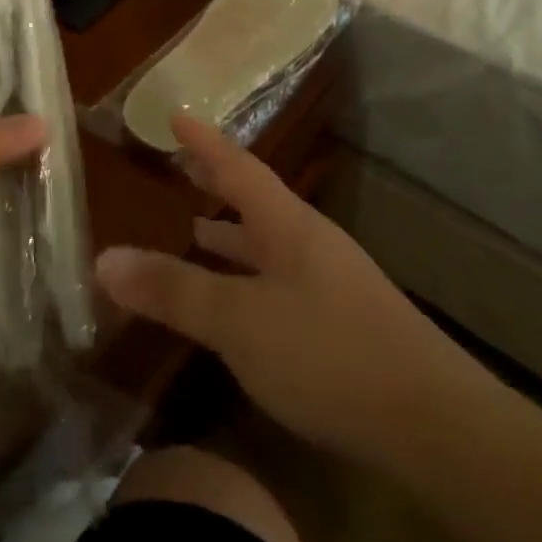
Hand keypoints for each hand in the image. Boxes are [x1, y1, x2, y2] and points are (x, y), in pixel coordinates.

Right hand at [95, 115, 452, 460]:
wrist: (439, 428)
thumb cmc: (330, 355)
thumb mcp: (240, 322)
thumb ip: (173, 291)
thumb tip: (102, 260)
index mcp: (288, 226)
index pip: (239, 168)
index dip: (204, 142)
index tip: (176, 114)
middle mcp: (311, 245)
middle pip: (257, 201)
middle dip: (218, 182)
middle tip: (183, 166)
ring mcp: (332, 286)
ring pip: (270, 245)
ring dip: (234, 234)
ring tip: (198, 228)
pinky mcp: (345, 327)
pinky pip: (281, 283)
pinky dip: (250, 278)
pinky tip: (241, 304)